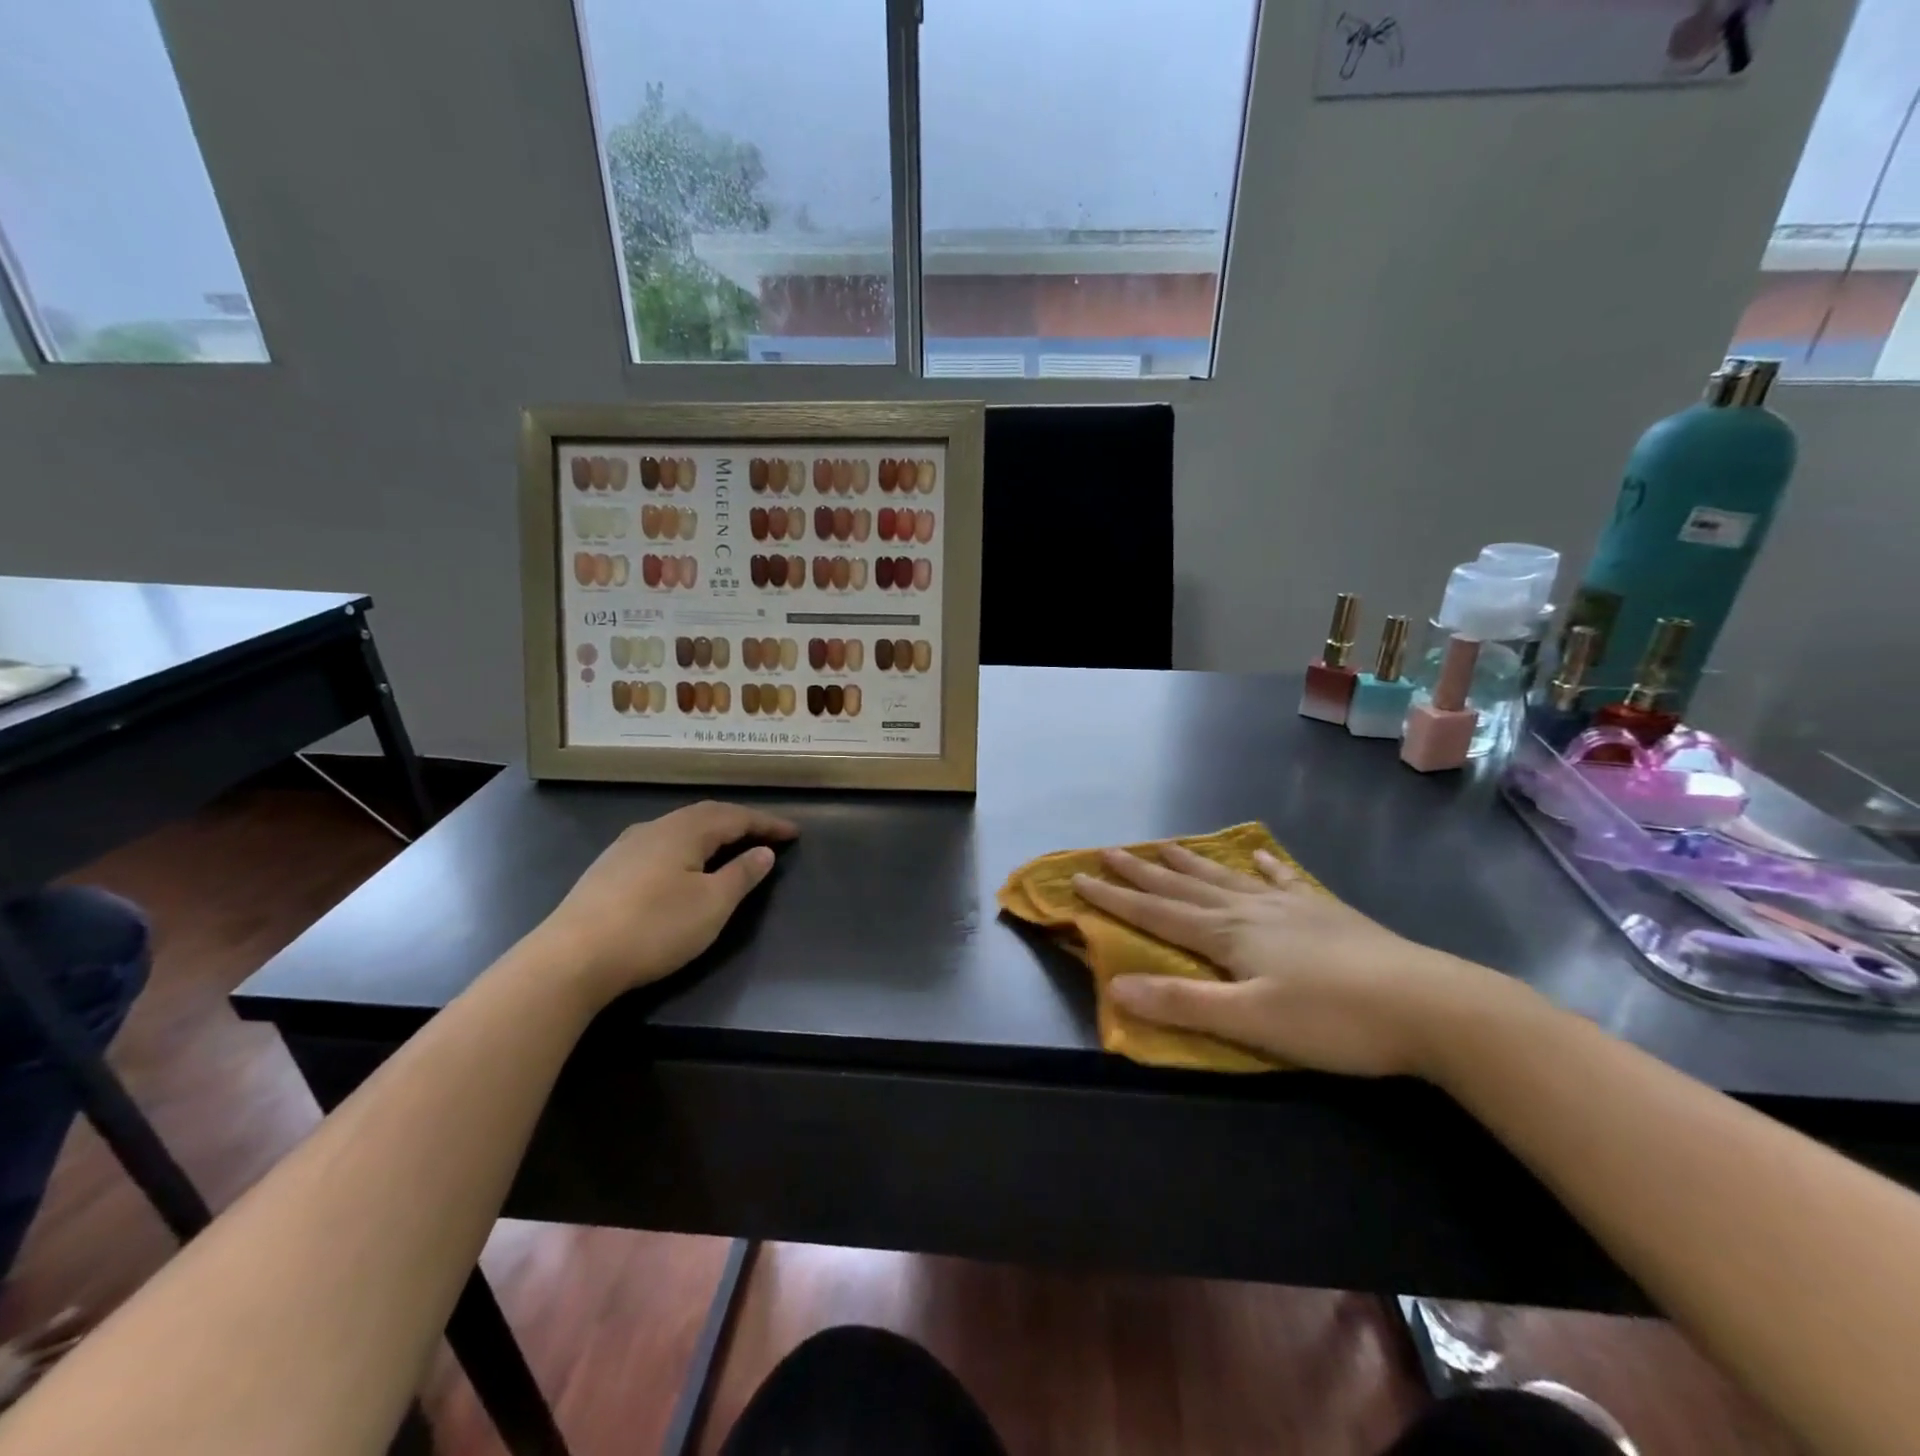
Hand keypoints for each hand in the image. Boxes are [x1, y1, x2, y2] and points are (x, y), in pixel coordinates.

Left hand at [537, 801, 797, 1006]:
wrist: (571, 958)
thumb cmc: (654, 928)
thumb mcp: (712, 905)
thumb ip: (742, 875)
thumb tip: (763, 851)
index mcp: (685, 830)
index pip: (736, 816)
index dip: (767, 823)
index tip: (795, 833)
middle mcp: (656, 827)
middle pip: (706, 815)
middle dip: (740, 822)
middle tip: (766, 834)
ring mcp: (627, 846)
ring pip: (680, 828)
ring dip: (711, 832)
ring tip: (730, 845)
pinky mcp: (608, 869)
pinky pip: (661, 844)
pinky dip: (686, 846)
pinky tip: (683, 864)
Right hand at [1071, 844, 1523, 1077]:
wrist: (1431, 1005)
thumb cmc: (1334, 1019)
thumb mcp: (1252, 1021)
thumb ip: (1183, 1003)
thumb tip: (1116, 987)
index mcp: (1228, 935)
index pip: (1157, 911)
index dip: (1116, 896)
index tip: (1079, 877)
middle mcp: (1251, 910)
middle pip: (1185, 886)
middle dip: (1143, 871)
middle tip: (1110, 850)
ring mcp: (1291, 906)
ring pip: (1227, 878)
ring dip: (1191, 863)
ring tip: (1166, 845)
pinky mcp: (1326, 912)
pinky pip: (1283, 880)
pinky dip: (1264, 867)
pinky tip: (1258, 855)